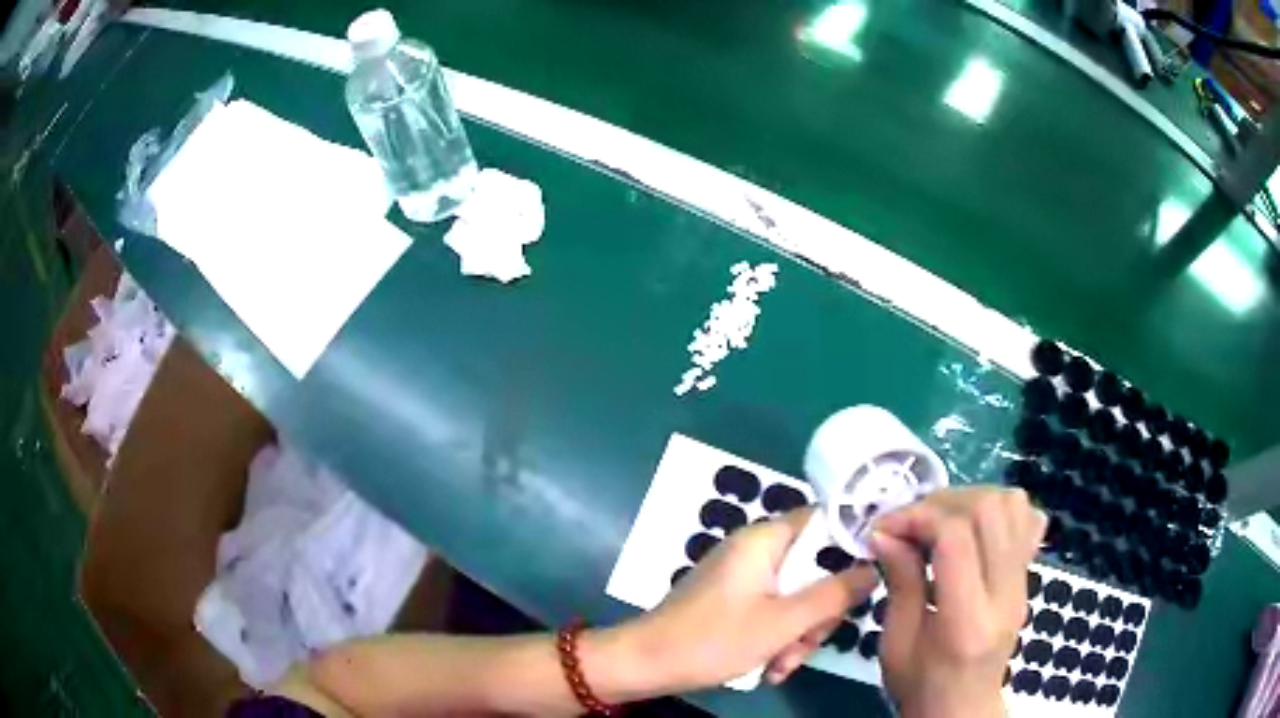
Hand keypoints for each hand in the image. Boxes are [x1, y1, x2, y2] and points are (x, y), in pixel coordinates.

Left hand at [625, 507, 878, 689]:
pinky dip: (778, 638)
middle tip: (809, 642)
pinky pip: (773, 611)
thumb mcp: (783, 622)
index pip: (824, 520)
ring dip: (799, 633)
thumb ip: (833, 595)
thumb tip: (874, 570)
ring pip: (796, 597)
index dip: (851, 544)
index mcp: (765, 540)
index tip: (868, 577)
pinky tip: (771, 667)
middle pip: (813, 568)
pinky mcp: (734, 601)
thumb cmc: (714, 639)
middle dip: (818, 612)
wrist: (646, 664)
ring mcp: (743, 578)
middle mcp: (755, 551)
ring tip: (782, 664)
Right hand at [871, 487, 1046, 717]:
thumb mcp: (895, 643)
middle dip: (943, 502)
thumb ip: (900, 583)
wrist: (962, 706)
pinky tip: (972, 528)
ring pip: (1013, 505)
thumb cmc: (920, 684)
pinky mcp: (1028, 575)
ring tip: (939, 520)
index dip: (919, 518)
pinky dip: (999, 508)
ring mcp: (1023, 582)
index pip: (957, 541)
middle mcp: (1005, 594)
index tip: (885, 527)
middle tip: (910, 521)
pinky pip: (1027, 519)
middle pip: (990, 511)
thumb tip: (885, 532)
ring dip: (970, 499)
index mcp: (967, 622)